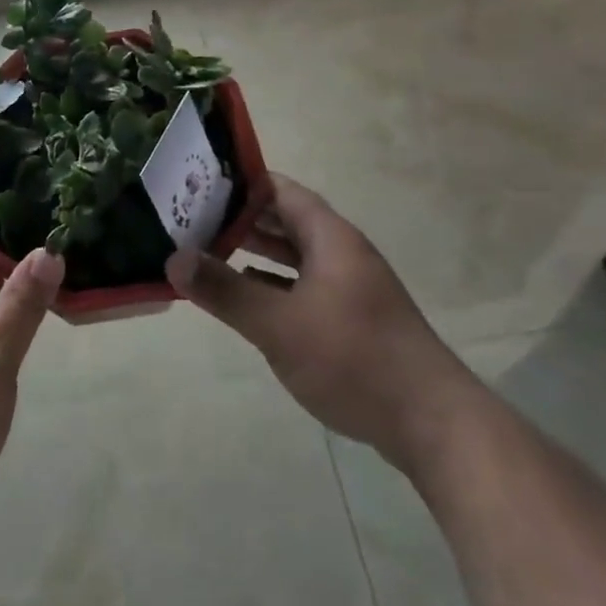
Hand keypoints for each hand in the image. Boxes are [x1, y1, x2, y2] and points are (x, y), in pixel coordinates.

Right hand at [166, 174, 461, 458]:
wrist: (432, 423)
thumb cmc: (353, 359)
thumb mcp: (279, 325)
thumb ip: (225, 290)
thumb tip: (173, 257)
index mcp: (330, 237)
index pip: (280, 190)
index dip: (241, 183)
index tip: (198, 182)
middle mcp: (341, 252)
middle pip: (286, 220)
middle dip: (242, 217)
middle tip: (192, 216)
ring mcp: (350, 286)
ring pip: (295, 255)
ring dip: (257, 251)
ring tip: (210, 249)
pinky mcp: (353, 318)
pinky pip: (304, 285)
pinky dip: (273, 283)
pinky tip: (248, 294)